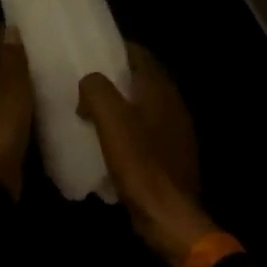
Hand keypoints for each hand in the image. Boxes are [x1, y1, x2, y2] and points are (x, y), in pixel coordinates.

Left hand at [0, 29, 33, 197]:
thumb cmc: (1, 121)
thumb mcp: (13, 82)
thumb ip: (12, 54)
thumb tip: (10, 28)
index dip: (16, 46)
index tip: (40, 49)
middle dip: (16, 70)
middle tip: (46, 70)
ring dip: (16, 92)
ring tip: (45, 90)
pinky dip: (12, 111)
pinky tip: (32, 114)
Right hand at [78, 45, 216, 266]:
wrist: (169, 217)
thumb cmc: (140, 163)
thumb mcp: (110, 120)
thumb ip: (96, 90)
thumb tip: (89, 84)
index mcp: (160, 89)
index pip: (141, 54)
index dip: (117, 49)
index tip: (92, 52)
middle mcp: (174, 104)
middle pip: (144, 78)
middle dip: (118, 76)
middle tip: (89, 81)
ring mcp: (177, 131)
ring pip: (147, 104)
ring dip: (124, 103)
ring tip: (95, 110)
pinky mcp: (174, 156)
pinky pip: (149, 129)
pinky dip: (131, 127)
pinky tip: (113, 141)